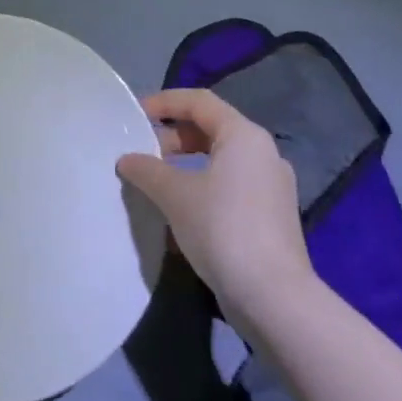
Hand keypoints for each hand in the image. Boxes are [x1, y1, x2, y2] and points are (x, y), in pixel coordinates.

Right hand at [117, 90, 318, 332]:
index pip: (200, 101)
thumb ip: (147, 170)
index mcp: (244, 136)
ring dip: (186, 164)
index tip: (135, 115)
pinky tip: (181, 212)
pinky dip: (203, 186)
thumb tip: (127, 160)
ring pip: (221, 160)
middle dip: (173, 137)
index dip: (165, 102)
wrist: (274, 299)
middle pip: (211, 129)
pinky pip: (231, 185)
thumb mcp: (175, 195)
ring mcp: (272, 186)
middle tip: (143, 153)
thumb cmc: (223, 230)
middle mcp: (263, 153)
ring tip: (156, 183)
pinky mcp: (272, 216)